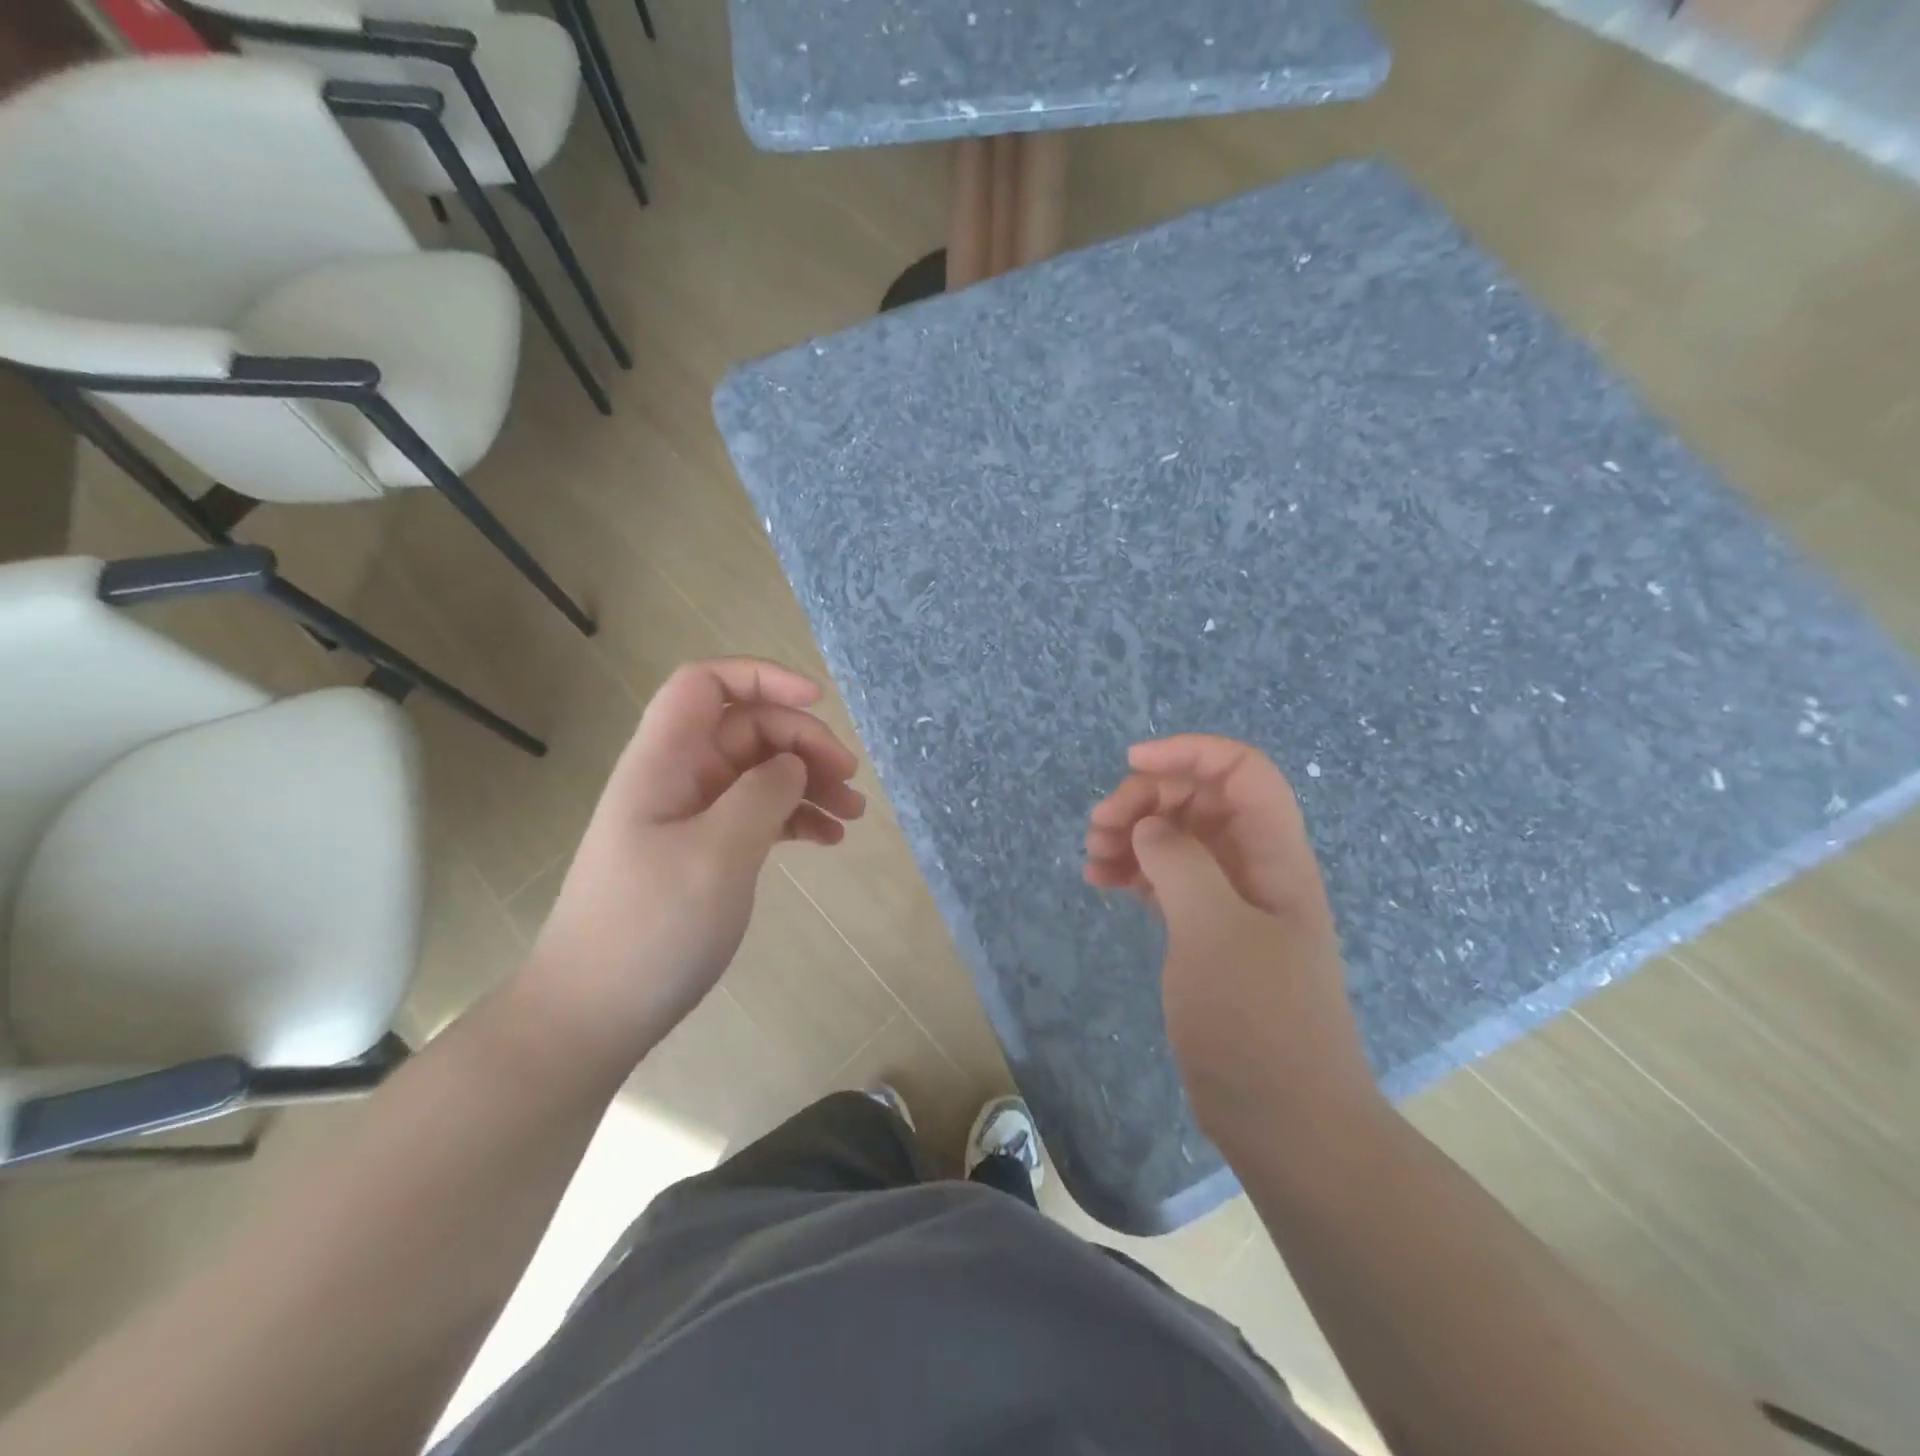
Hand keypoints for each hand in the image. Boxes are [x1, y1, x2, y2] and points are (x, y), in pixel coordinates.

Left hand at [525, 659, 865, 1060]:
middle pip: (747, 728)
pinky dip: (796, 817)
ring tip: (853, 815)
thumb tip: (793, 765)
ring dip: (809, 782)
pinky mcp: (706, 849)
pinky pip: (759, 812)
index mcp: (664, 762)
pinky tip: (828, 840)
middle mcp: (677, 777)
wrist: (595, 1013)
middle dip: (803, 743)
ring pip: (760, 772)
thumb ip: (763, 794)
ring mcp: (692, 815)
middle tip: (849, 780)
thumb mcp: (717, 855)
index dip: (762, 677)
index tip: (817, 701)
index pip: (706, 684)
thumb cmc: (650, 929)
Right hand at [1085, 735, 1377, 1147]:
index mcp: (1275, 856)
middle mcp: (1255, 868)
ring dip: (1134, 832)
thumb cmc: (1257, 1021)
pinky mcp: (1205, 933)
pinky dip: (1134, 869)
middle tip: (1100, 826)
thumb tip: (1149, 827)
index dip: (1191, 752)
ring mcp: (1229, 902)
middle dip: (1148, 798)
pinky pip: (1166, 877)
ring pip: (1178, 837)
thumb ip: (1181, 862)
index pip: (1242, 772)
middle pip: (1201, 799)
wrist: (1285, 1120)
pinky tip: (1101, 880)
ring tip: (1093, 855)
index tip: (1131, 764)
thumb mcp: (1216, 932)